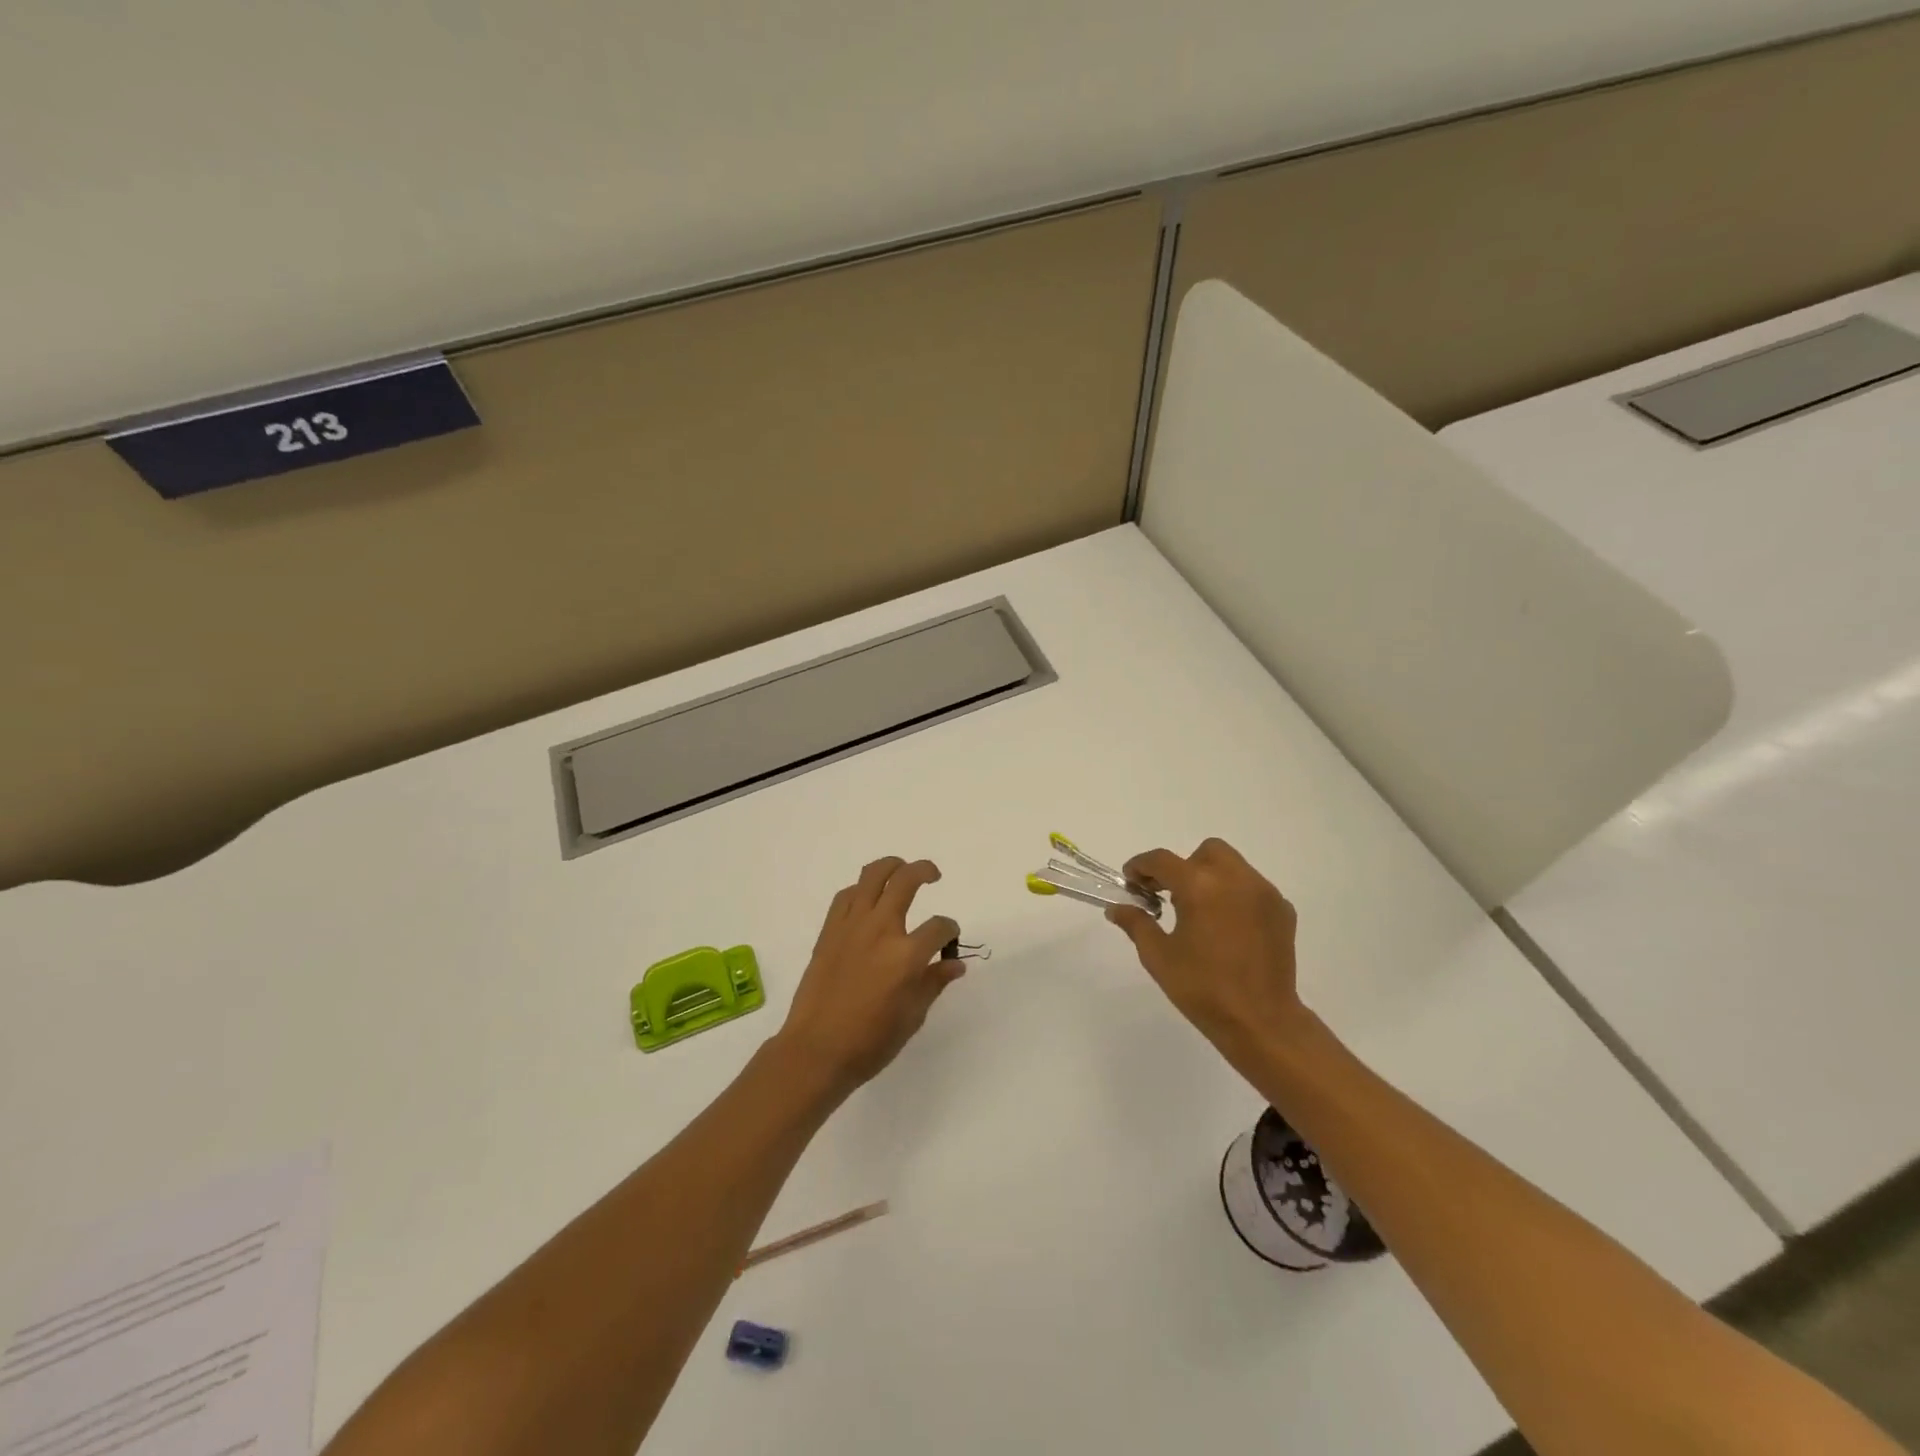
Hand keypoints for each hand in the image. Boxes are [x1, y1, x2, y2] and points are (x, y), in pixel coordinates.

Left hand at [777, 857, 964, 1093]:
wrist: (816, 1050)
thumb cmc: (870, 1042)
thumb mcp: (913, 1017)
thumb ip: (934, 982)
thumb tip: (955, 964)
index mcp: (906, 955)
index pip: (939, 928)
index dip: (950, 930)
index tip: (950, 939)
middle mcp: (880, 930)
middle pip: (906, 881)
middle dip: (925, 871)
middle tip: (933, 875)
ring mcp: (851, 926)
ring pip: (872, 876)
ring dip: (891, 866)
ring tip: (901, 870)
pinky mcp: (829, 931)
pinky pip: (846, 896)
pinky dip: (861, 890)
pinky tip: (868, 898)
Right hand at [1105, 838, 1308, 1059]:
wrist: (1262, 1021)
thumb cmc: (1202, 989)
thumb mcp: (1158, 956)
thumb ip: (1136, 924)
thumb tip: (1117, 908)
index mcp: (1200, 886)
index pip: (1162, 860)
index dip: (1141, 866)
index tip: (1131, 881)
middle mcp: (1235, 879)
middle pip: (1206, 852)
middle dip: (1184, 866)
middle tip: (1170, 895)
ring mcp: (1263, 892)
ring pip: (1233, 865)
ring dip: (1211, 877)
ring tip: (1201, 911)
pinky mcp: (1282, 910)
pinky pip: (1253, 887)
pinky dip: (1236, 895)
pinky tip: (1228, 927)